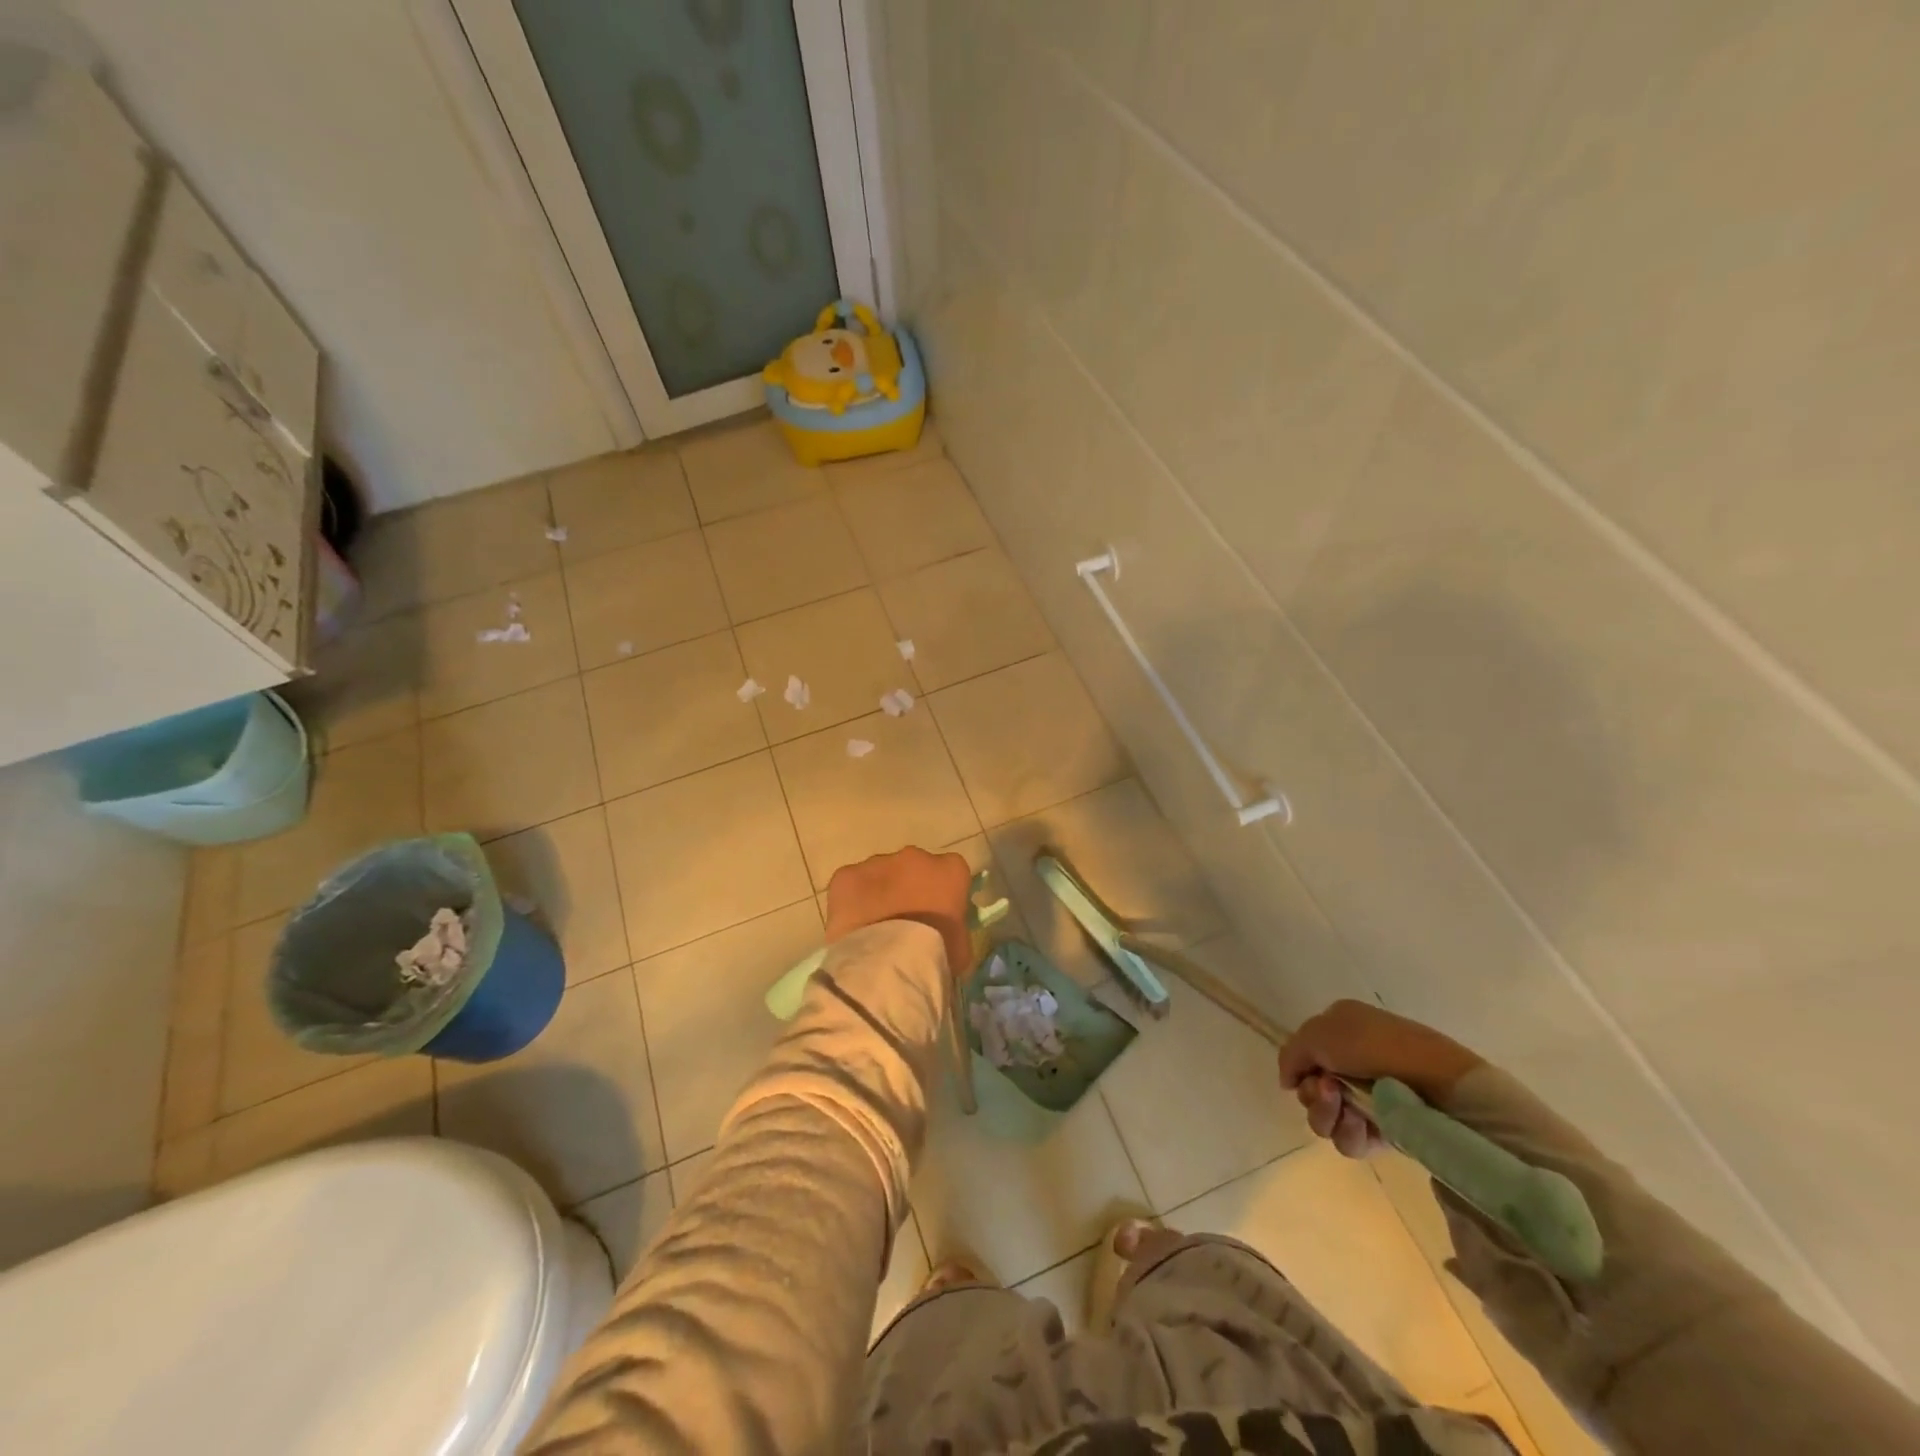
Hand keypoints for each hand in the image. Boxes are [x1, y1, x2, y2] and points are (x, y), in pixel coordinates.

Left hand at [824, 847, 974, 982]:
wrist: (890, 964)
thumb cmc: (935, 956)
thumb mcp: (962, 947)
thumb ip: (955, 929)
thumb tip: (947, 934)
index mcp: (950, 871)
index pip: (950, 873)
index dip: (941, 893)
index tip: (935, 915)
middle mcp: (915, 857)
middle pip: (912, 868)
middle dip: (908, 888)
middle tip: (903, 921)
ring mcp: (878, 863)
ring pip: (879, 874)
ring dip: (878, 893)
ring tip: (874, 928)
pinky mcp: (847, 875)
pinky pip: (849, 885)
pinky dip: (850, 901)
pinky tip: (852, 927)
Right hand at [1277, 1000, 1482, 1158]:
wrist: (1436, 1081)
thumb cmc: (1374, 1046)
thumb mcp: (1318, 1033)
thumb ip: (1291, 1054)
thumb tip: (1288, 1081)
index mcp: (1341, 1031)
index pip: (1304, 1057)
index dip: (1300, 1068)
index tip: (1307, 1074)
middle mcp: (1352, 1064)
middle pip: (1311, 1091)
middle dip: (1313, 1096)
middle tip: (1330, 1091)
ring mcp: (1370, 1098)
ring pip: (1326, 1118)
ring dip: (1328, 1115)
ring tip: (1349, 1110)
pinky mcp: (1387, 1130)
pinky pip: (1351, 1140)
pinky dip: (1351, 1134)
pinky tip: (1364, 1125)